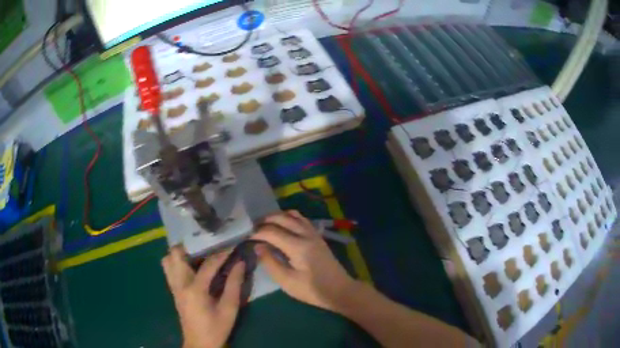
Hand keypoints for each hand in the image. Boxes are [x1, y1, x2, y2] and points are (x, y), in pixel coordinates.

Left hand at [161, 246, 244, 347]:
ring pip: (168, 259)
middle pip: (176, 254)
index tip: (231, 244)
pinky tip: (191, 267)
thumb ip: (234, 285)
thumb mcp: (229, 309)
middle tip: (207, 246)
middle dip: (192, 246)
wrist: (199, 343)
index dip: (221, 253)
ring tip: (197, 254)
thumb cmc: (216, 328)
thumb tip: (240, 263)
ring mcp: (173, 287)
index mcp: (195, 290)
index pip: (207, 264)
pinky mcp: (173, 290)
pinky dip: (177, 262)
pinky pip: (169, 268)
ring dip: (181, 253)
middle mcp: (179, 284)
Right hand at [251, 210, 356, 311]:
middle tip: (253, 228)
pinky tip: (284, 225)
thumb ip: (270, 263)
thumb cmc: (312, 290)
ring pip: (293, 215)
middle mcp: (306, 234)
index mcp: (297, 246)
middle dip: (265, 220)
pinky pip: (302, 219)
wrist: (339, 290)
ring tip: (265, 224)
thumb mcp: (287, 282)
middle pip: (282, 218)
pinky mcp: (318, 236)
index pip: (272, 232)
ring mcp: (314, 233)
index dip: (257, 233)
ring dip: (277, 216)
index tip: (246, 237)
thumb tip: (257, 246)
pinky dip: (289, 218)